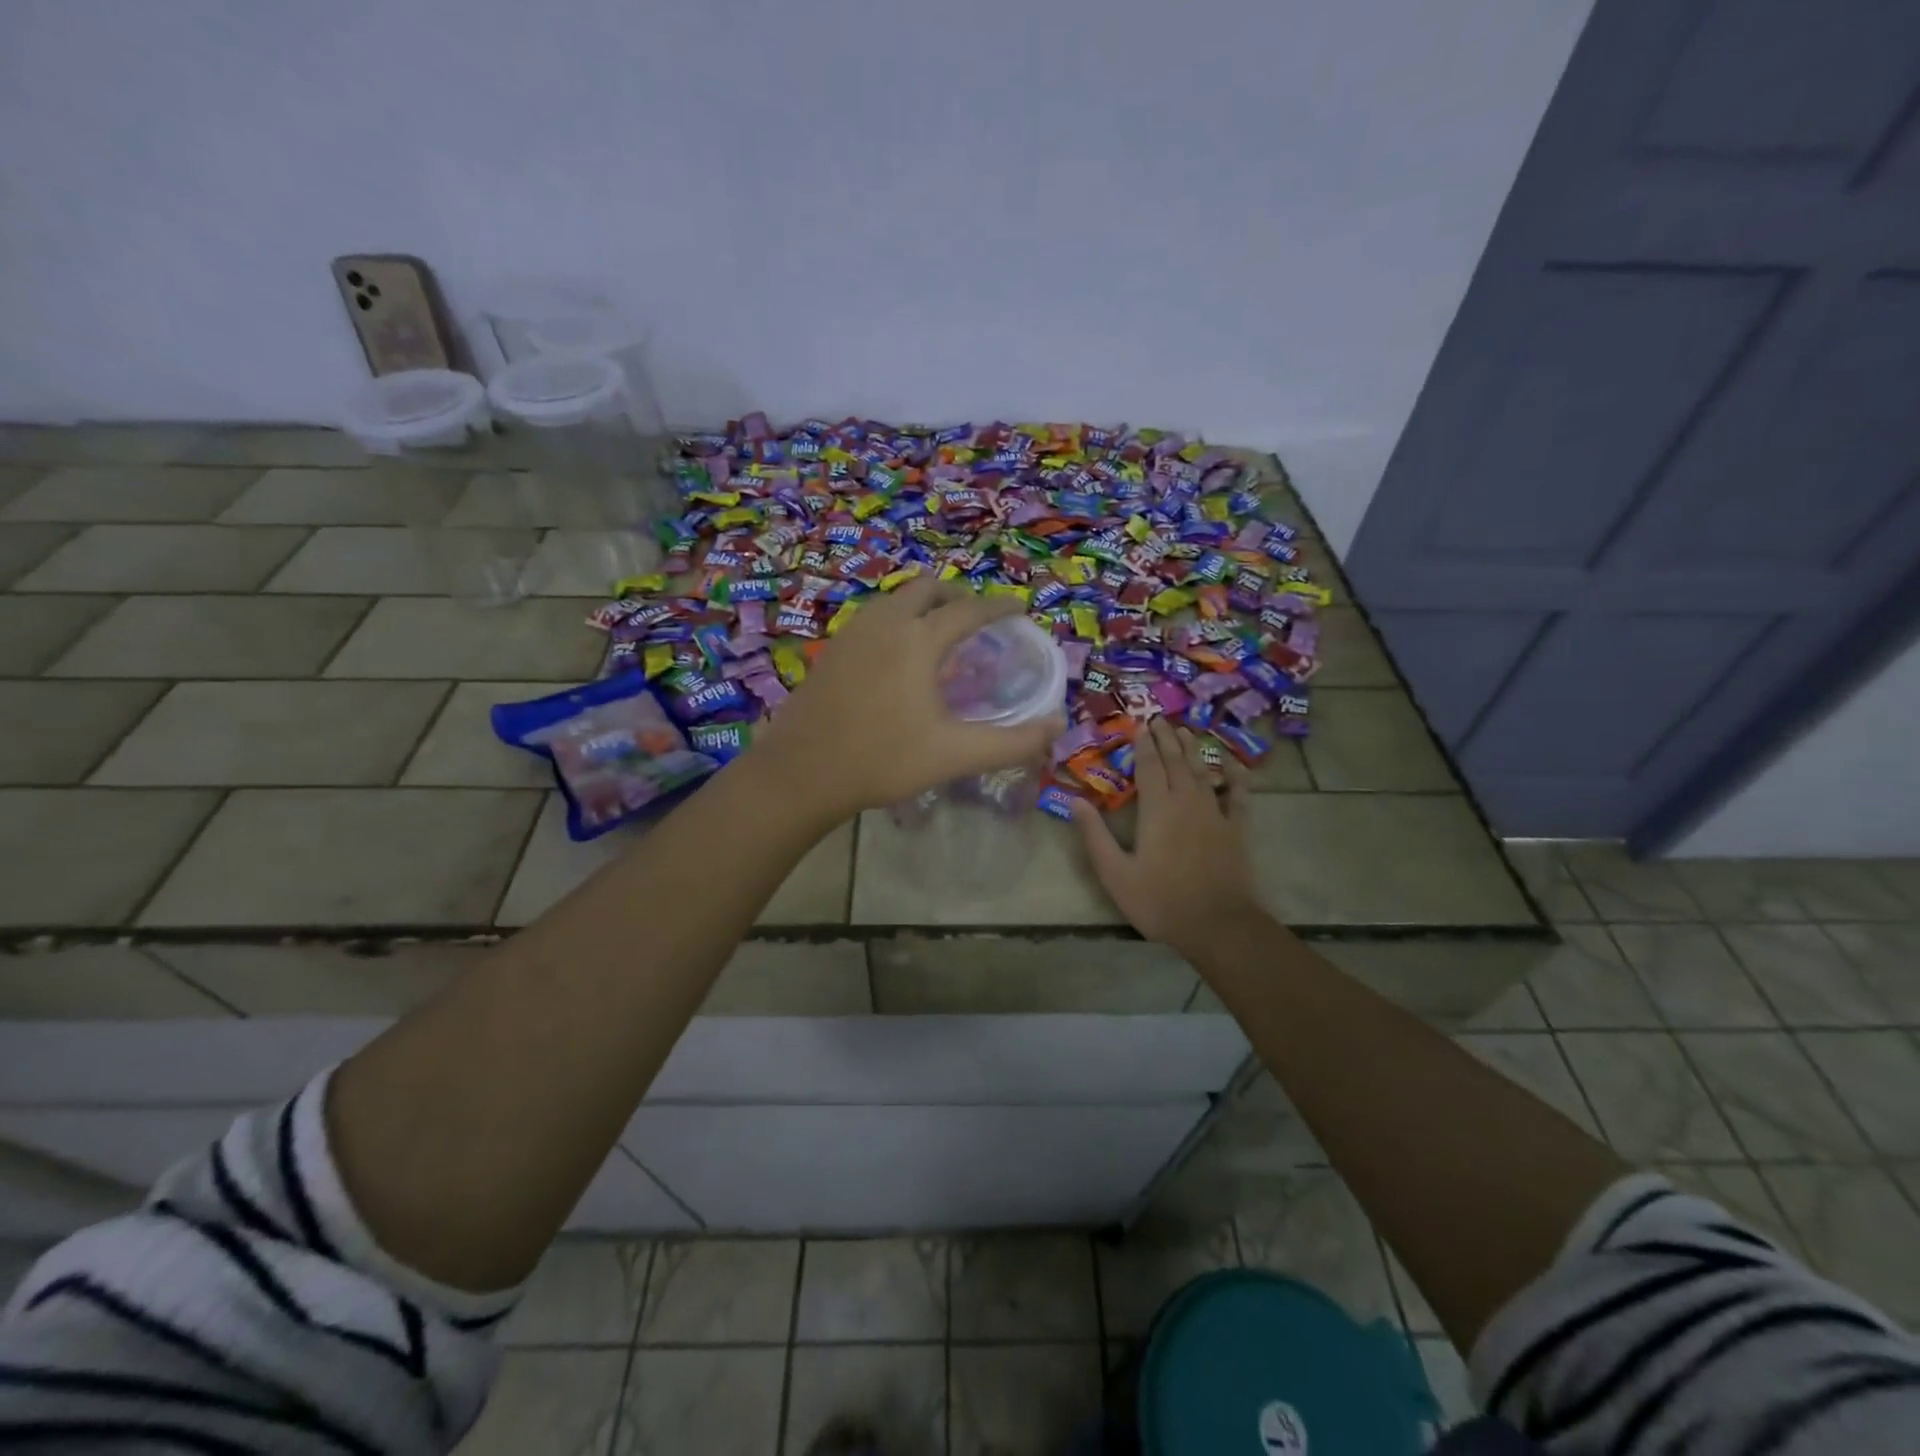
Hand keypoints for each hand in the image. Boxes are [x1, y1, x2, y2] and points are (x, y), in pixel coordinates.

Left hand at [751, 576, 1064, 821]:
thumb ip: (1012, 741)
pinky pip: (874, 617)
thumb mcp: (954, 755)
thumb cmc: (882, 761)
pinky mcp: (832, 649)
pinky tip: (898, 655)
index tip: (1019, 607)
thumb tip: (1058, 725)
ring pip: (895, 599)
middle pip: (927, 589)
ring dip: (923, 606)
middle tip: (978, 620)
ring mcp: (852, 632)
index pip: (969, 610)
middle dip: (957, 596)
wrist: (800, 773)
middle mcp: (885, 623)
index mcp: (918, 639)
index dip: (999, 606)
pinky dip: (897, 620)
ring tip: (940, 634)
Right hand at [1073, 719, 1265, 960]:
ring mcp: (1215, 813)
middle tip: (1159, 719)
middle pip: (1176, 761)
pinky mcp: (1237, 829)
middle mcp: (1187, 801)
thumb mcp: (1115, 873)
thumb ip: (1095, 836)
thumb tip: (1076, 800)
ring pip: (1203, 771)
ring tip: (1185, 731)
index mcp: (1157, 809)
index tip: (1140, 724)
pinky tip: (1233, 765)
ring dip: (1193, 749)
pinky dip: (1235, 778)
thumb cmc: (1160, 900)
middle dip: (1166, 739)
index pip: (1149, 766)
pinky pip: (1238, 796)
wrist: (1218, 924)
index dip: (1143, 744)